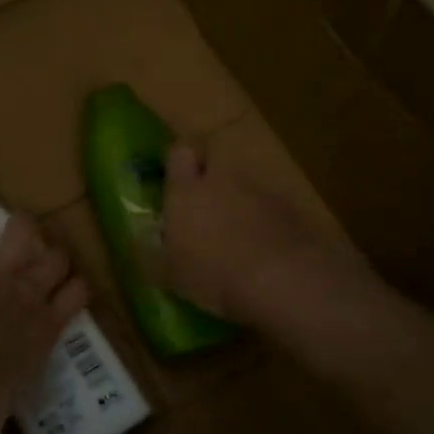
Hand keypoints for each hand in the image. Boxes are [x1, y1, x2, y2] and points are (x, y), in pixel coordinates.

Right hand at [162, 143, 349, 325]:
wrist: (283, 280)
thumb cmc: (213, 274)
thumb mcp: (169, 275)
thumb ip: (151, 253)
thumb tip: (141, 241)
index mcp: (186, 191)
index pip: (178, 153)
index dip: (178, 163)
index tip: (175, 181)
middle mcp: (223, 181)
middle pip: (215, 168)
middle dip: (211, 186)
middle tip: (205, 217)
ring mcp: (261, 192)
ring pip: (245, 190)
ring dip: (241, 208)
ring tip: (240, 243)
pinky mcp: (292, 210)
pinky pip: (273, 211)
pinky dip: (268, 226)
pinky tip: (268, 255)